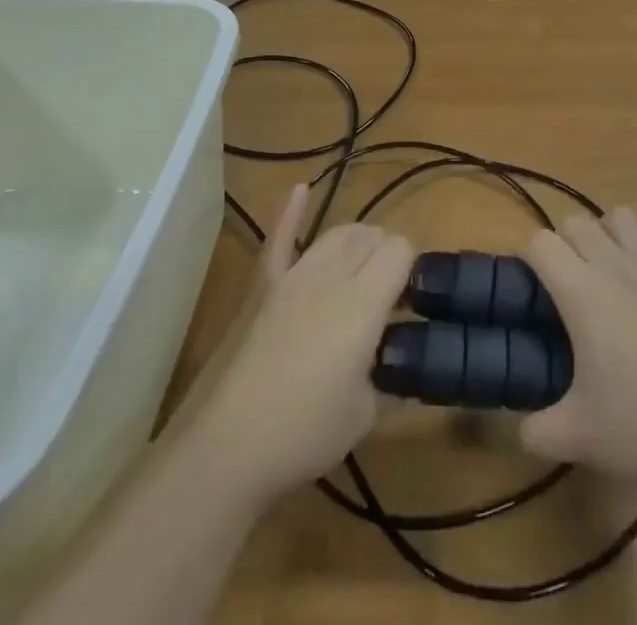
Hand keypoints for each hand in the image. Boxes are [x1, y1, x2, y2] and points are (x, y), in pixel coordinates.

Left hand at [182, 186, 412, 504]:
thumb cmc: (304, 433)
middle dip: (387, 255)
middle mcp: (332, 274)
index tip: (410, 302)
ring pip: (337, 232)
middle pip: (371, 235)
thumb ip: (394, 384)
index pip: (401, 249)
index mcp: (365, 300)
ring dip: (356, 242)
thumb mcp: (366, 416)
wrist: (225, 447)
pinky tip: (301, 189)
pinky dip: (291, 211)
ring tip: (360, 270)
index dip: (411, 268)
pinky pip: (280, 238)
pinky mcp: (262, 285)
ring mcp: (293, 275)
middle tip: (387, 298)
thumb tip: (410, 373)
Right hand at [519, 210, 636, 490]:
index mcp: (582, 292)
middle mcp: (617, 265)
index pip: (540, 243)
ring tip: (608, 264)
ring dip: (608, 230)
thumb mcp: (578, 439)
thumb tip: (523, 430)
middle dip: (564, 241)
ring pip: (624, 216)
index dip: (528, 256)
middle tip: (566, 283)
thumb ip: (537, 431)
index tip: (530, 285)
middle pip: (577, 221)